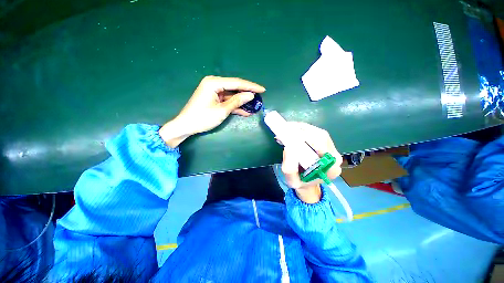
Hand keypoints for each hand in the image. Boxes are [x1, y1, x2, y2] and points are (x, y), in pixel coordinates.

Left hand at [159, 76, 265, 147]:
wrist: (186, 126)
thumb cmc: (202, 118)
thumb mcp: (222, 110)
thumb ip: (236, 101)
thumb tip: (251, 95)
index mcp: (214, 83)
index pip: (237, 83)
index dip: (251, 86)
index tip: (262, 89)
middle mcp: (214, 83)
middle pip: (235, 87)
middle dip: (247, 93)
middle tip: (260, 97)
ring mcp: (214, 91)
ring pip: (232, 95)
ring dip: (242, 101)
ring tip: (254, 105)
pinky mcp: (214, 99)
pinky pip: (227, 100)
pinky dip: (235, 106)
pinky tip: (245, 111)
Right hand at [281, 122, 342, 203]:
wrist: (307, 183)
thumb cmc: (301, 183)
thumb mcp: (292, 181)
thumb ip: (290, 169)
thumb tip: (288, 148)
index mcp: (330, 168)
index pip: (323, 146)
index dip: (307, 138)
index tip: (291, 135)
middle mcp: (334, 156)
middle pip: (321, 136)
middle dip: (302, 131)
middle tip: (286, 129)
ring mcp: (331, 149)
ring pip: (318, 132)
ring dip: (301, 128)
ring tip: (287, 128)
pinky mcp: (325, 144)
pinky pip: (315, 132)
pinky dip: (302, 129)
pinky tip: (292, 130)